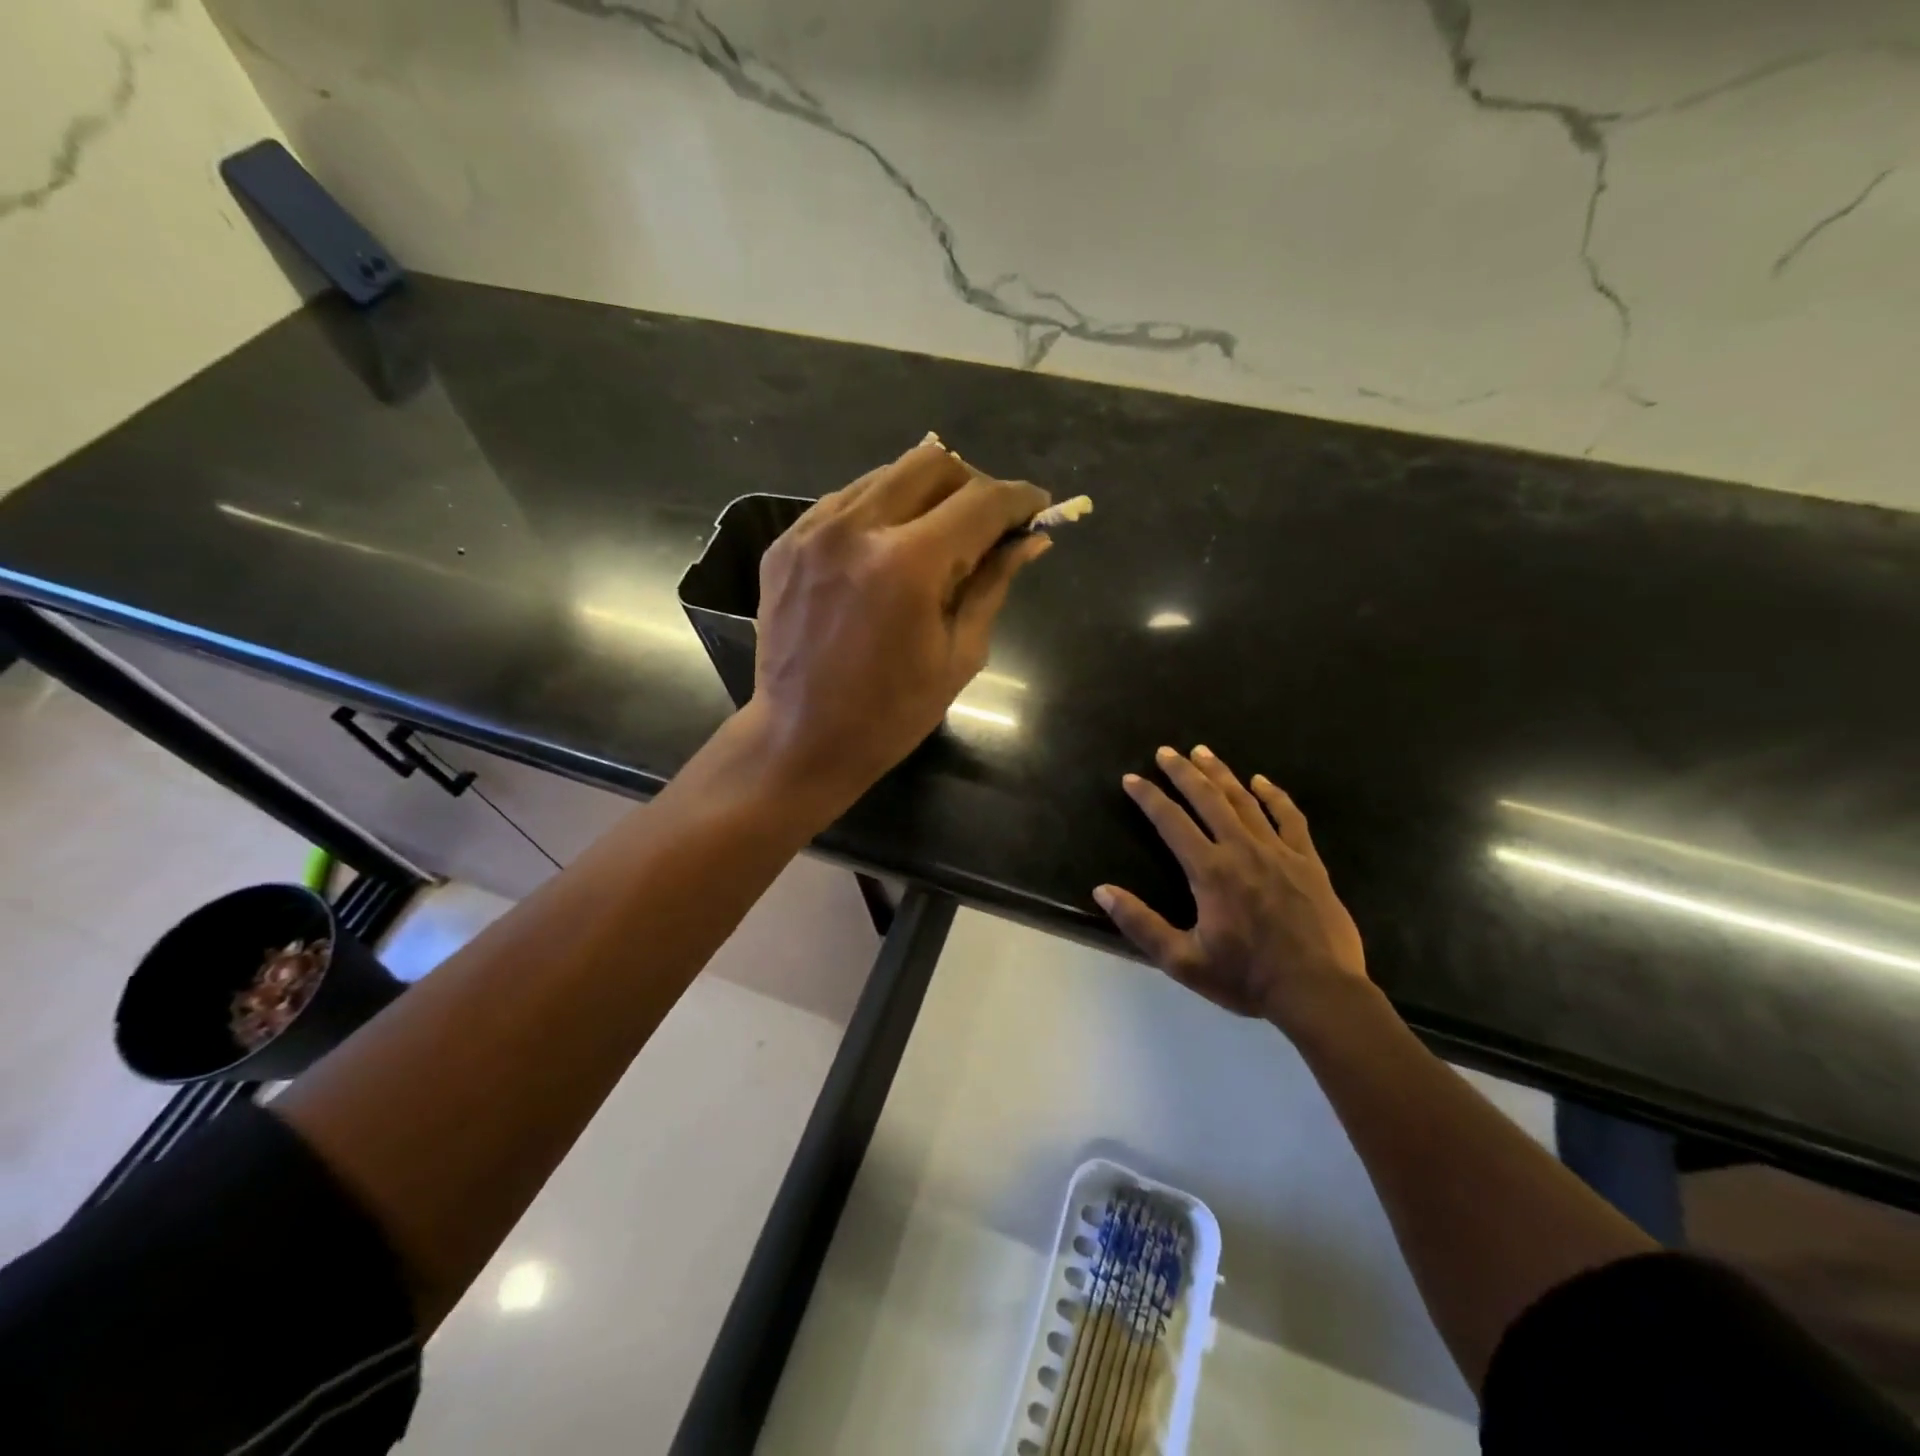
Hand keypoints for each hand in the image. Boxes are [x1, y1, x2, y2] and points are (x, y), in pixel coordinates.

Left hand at [749, 442, 1049, 808]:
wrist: (801, 739)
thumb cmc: (891, 714)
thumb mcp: (959, 655)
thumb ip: (993, 585)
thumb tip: (1031, 539)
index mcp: (908, 565)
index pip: (981, 502)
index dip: (1019, 499)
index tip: (1038, 507)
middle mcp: (856, 528)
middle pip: (933, 464)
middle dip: (972, 485)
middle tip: (987, 523)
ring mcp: (812, 530)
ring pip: (886, 474)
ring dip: (925, 494)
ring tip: (938, 536)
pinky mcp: (786, 543)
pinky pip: (846, 501)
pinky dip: (880, 511)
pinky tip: (888, 548)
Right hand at [1094, 746, 1368, 1028]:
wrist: (1319, 992)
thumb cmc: (1246, 978)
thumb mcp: (1182, 960)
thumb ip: (1140, 923)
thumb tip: (1102, 891)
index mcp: (1210, 871)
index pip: (1171, 821)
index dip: (1149, 797)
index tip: (1131, 778)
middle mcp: (1242, 850)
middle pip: (1207, 799)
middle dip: (1183, 772)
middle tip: (1166, 751)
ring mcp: (1279, 852)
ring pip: (1244, 800)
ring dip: (1221, 774)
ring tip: (1203, 752)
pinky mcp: (1308, 861)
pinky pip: (1289, 818)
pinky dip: (1274, 796)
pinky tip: (1262, 781)